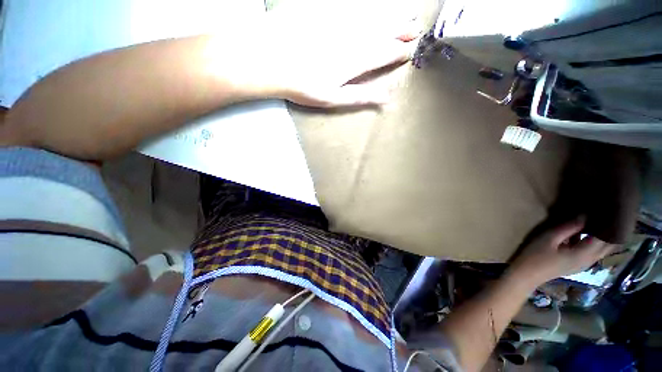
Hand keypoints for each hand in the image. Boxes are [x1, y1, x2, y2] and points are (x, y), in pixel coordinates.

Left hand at [209, 6, 421, 107]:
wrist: (271, 59)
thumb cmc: (304, 85)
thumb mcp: (334, 98)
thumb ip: (362, 96)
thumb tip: (388, 99)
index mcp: (357, 61)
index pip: (385, 54)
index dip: (399, 52)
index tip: (411, 51)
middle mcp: (354, 37)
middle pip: (384, 32)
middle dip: (402, 30)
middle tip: (417, 27)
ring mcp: (341, 21)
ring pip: (374, 17)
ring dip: (393, 15)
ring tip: (408, 12)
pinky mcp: (327, 11)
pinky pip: (355, 6)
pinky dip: (370, 7)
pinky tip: (376, 8)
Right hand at [509, 218, 615, 285]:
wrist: (527, 274)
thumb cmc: (535, 255)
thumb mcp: (548, 238)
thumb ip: (568, 228)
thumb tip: (585, 215)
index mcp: (584, 253)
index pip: (605, 238)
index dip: (610, 225)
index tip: (609, 211)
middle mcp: (590, 260)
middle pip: (609, 245)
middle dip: (613, 231)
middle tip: (608, 215)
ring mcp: (585, 264)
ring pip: (604, 249)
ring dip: (606, 237)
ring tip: (601, 222)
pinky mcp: (579, 264)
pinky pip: (595, 252)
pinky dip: (597, 242)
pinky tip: (587, 234)